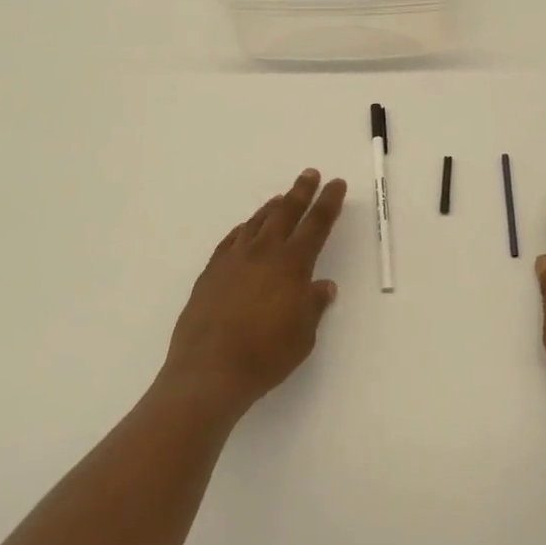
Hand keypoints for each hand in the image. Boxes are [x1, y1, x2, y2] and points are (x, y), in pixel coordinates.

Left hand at [164, 169, 346, 417]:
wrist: (209, 369)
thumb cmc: (266, 355)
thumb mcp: (303, 335)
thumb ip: (313, 305)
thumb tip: (323, 285)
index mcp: (292, 265)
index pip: (316, 225)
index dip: (328, 203)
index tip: (336, 184)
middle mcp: (263, 253)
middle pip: (285, 213)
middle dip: (301, 192)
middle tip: (310, 175)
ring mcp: (233, 259)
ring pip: (256, 222)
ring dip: (272, 208)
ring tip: (280, 198)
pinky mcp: (211, 272)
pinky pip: (231, 240)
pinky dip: (243, 229)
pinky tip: (245, 230)